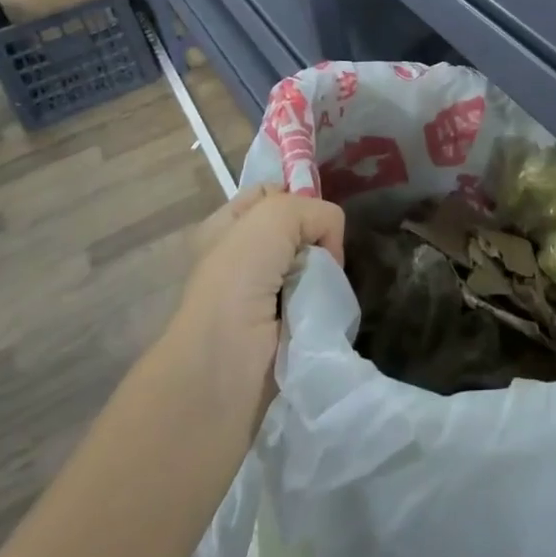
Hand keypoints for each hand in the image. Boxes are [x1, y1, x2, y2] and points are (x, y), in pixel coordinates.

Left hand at [167, 185, 345, 427]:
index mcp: (226, 226)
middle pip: (298, 230)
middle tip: (322, 256)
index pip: (274, 193)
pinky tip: (325, 307)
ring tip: (325, 285)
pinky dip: (326, 301)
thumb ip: (315, 211)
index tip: (312, 218)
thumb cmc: (239, 279)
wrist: (226, 363)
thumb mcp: (274, 215)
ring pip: (312, 265)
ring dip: (323, 273)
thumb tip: (330, 245)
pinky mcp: (283, 327)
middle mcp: (241, 257)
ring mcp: (262, 294)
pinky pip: (318, 299)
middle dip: (316, 238)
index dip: (297, 198)